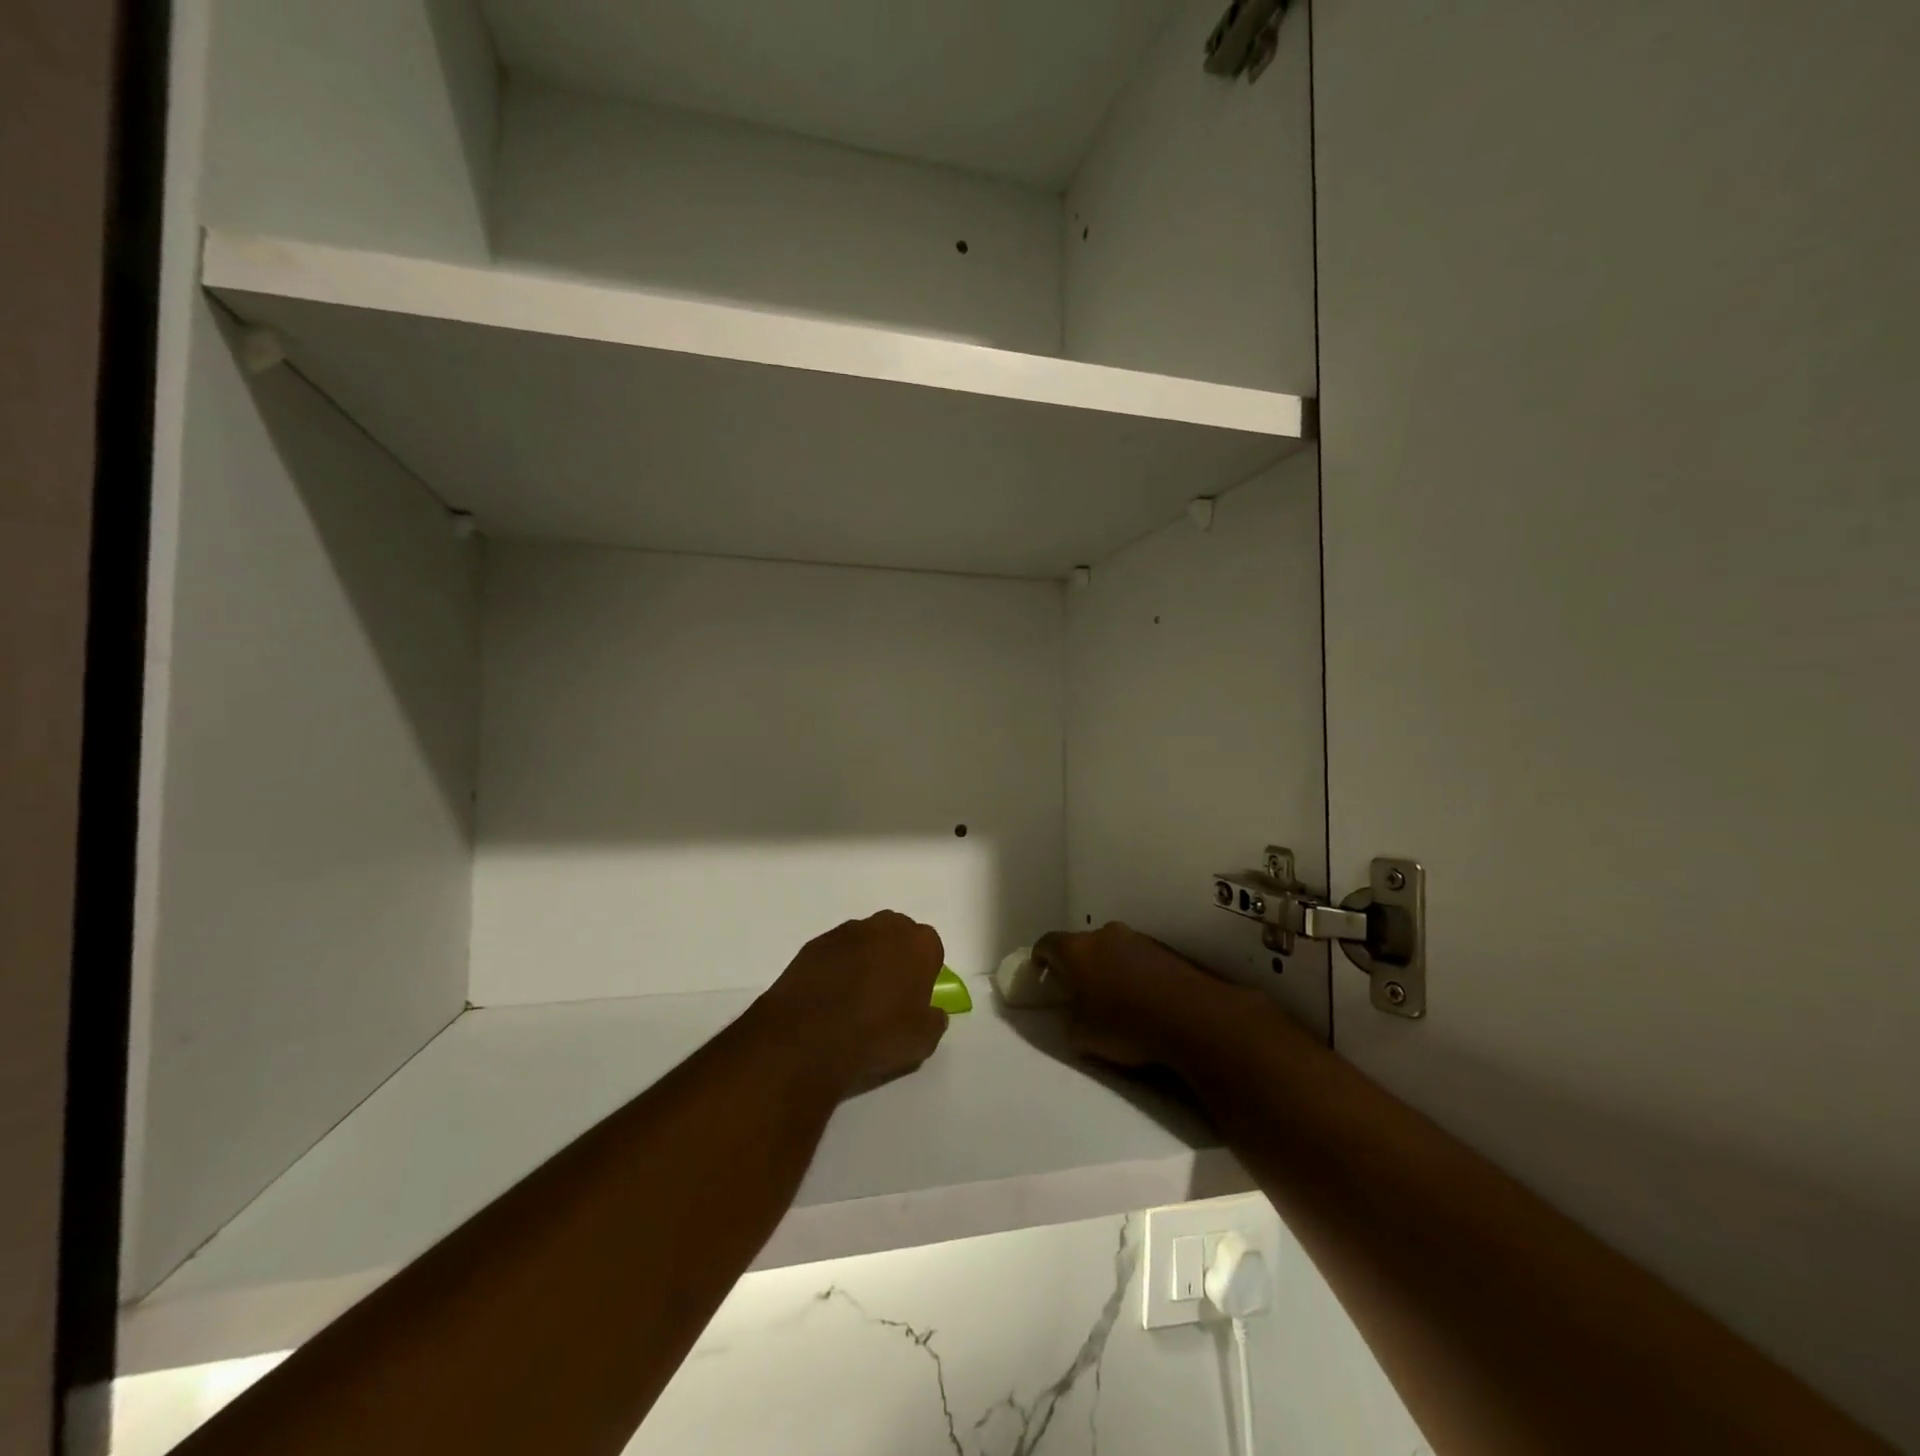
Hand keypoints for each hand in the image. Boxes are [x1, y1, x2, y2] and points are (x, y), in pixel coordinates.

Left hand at [754, 911, 949, 1097]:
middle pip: (898, 936)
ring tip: (855, 999)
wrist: (809, 1037)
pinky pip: (835, 952)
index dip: (924, 974)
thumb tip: (932, 1012)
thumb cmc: (877, 1035)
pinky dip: (836, 968)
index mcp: (919, 944)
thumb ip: (934, 1020)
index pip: (931, 950)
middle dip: (896, 958)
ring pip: (865, 941)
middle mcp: (885, 926)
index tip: (914, 999)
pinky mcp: (815, 943)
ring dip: (865, 960)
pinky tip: (829, 998)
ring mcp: (847, 931)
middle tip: (887, 996)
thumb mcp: (922, 1041)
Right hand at [1031, 922, 1228, 1068]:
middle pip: (1082, 944)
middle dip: (1077, 963)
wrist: (1191, 1016)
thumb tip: (1073, 1013)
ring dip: (1108, 966)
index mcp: (1076, 949)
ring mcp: (1138, 939)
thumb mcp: (1081, 1035)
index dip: (1040, 957)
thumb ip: (1069, 1018)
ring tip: (1114, 995)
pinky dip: (1135, 972)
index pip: (1047, 943)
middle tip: (1078, 988)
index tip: (1040, 972)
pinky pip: (1139, 958)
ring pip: (1113, 948)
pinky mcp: (1166, 950)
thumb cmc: (1125, 1025)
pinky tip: (1142, 997)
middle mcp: (1105, 934)